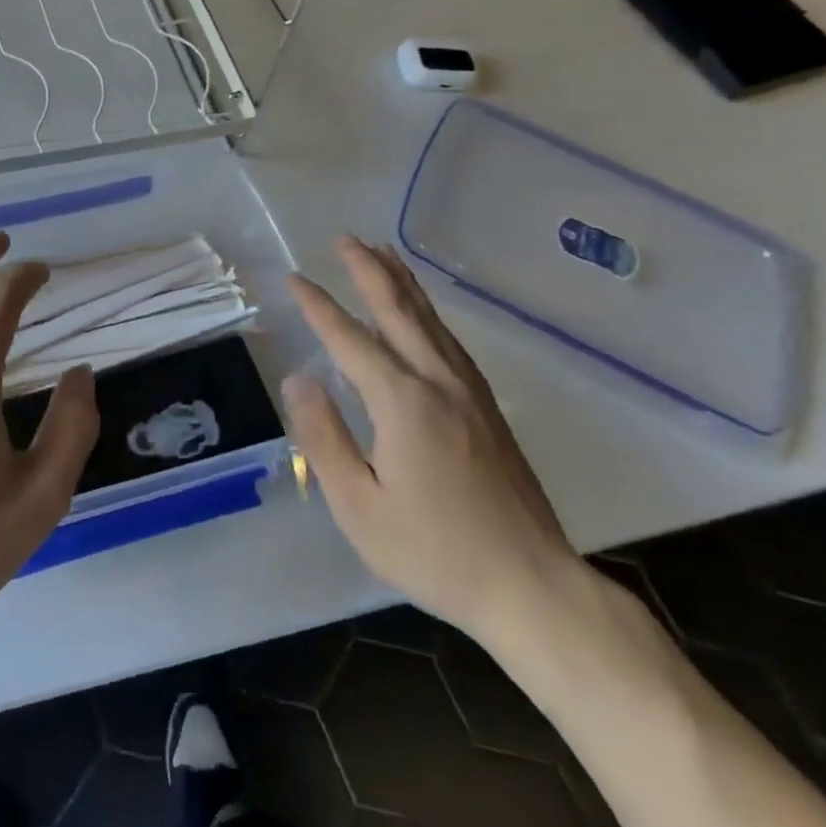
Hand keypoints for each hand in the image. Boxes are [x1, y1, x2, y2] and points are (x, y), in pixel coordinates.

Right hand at [282, 237, 581, 648]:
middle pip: (399, 311)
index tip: (293, 278)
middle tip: (345, 238)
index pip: (350, 339)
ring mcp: (470, 393)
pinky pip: (450, 341)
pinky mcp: (488, 409)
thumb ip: (324, 437)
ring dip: (402, 283)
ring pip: (430, 321)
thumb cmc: (434, 552)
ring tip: (382, 253)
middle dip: (368, 271)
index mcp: (403, 402)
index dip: (318, 306)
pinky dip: (429, 313)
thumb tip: (300, 379)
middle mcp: (438, 382)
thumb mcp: (359, 506)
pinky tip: (423, 313)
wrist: (532, 587)